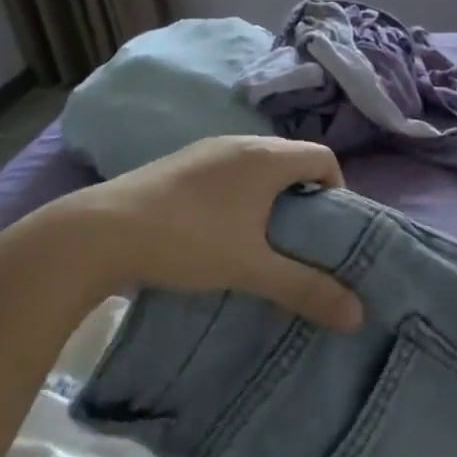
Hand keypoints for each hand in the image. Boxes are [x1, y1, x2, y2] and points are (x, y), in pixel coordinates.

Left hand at [13, 136, 363, 331]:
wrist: (99, 232)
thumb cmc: (189, 241)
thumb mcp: (252, 268)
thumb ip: (306, 288)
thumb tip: (358, 315)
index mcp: (266, 157)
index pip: (324, 157)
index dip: (337, 190)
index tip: (328, 230)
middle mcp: (241, 142)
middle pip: (292, 159)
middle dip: (304, 196)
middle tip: (300, 240)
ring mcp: (206, 149)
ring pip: (258, 165)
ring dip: (270, 195)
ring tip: (261, 239)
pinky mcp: (180, 163)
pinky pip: (228, 170)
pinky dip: (240, 193)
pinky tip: (219, 229)